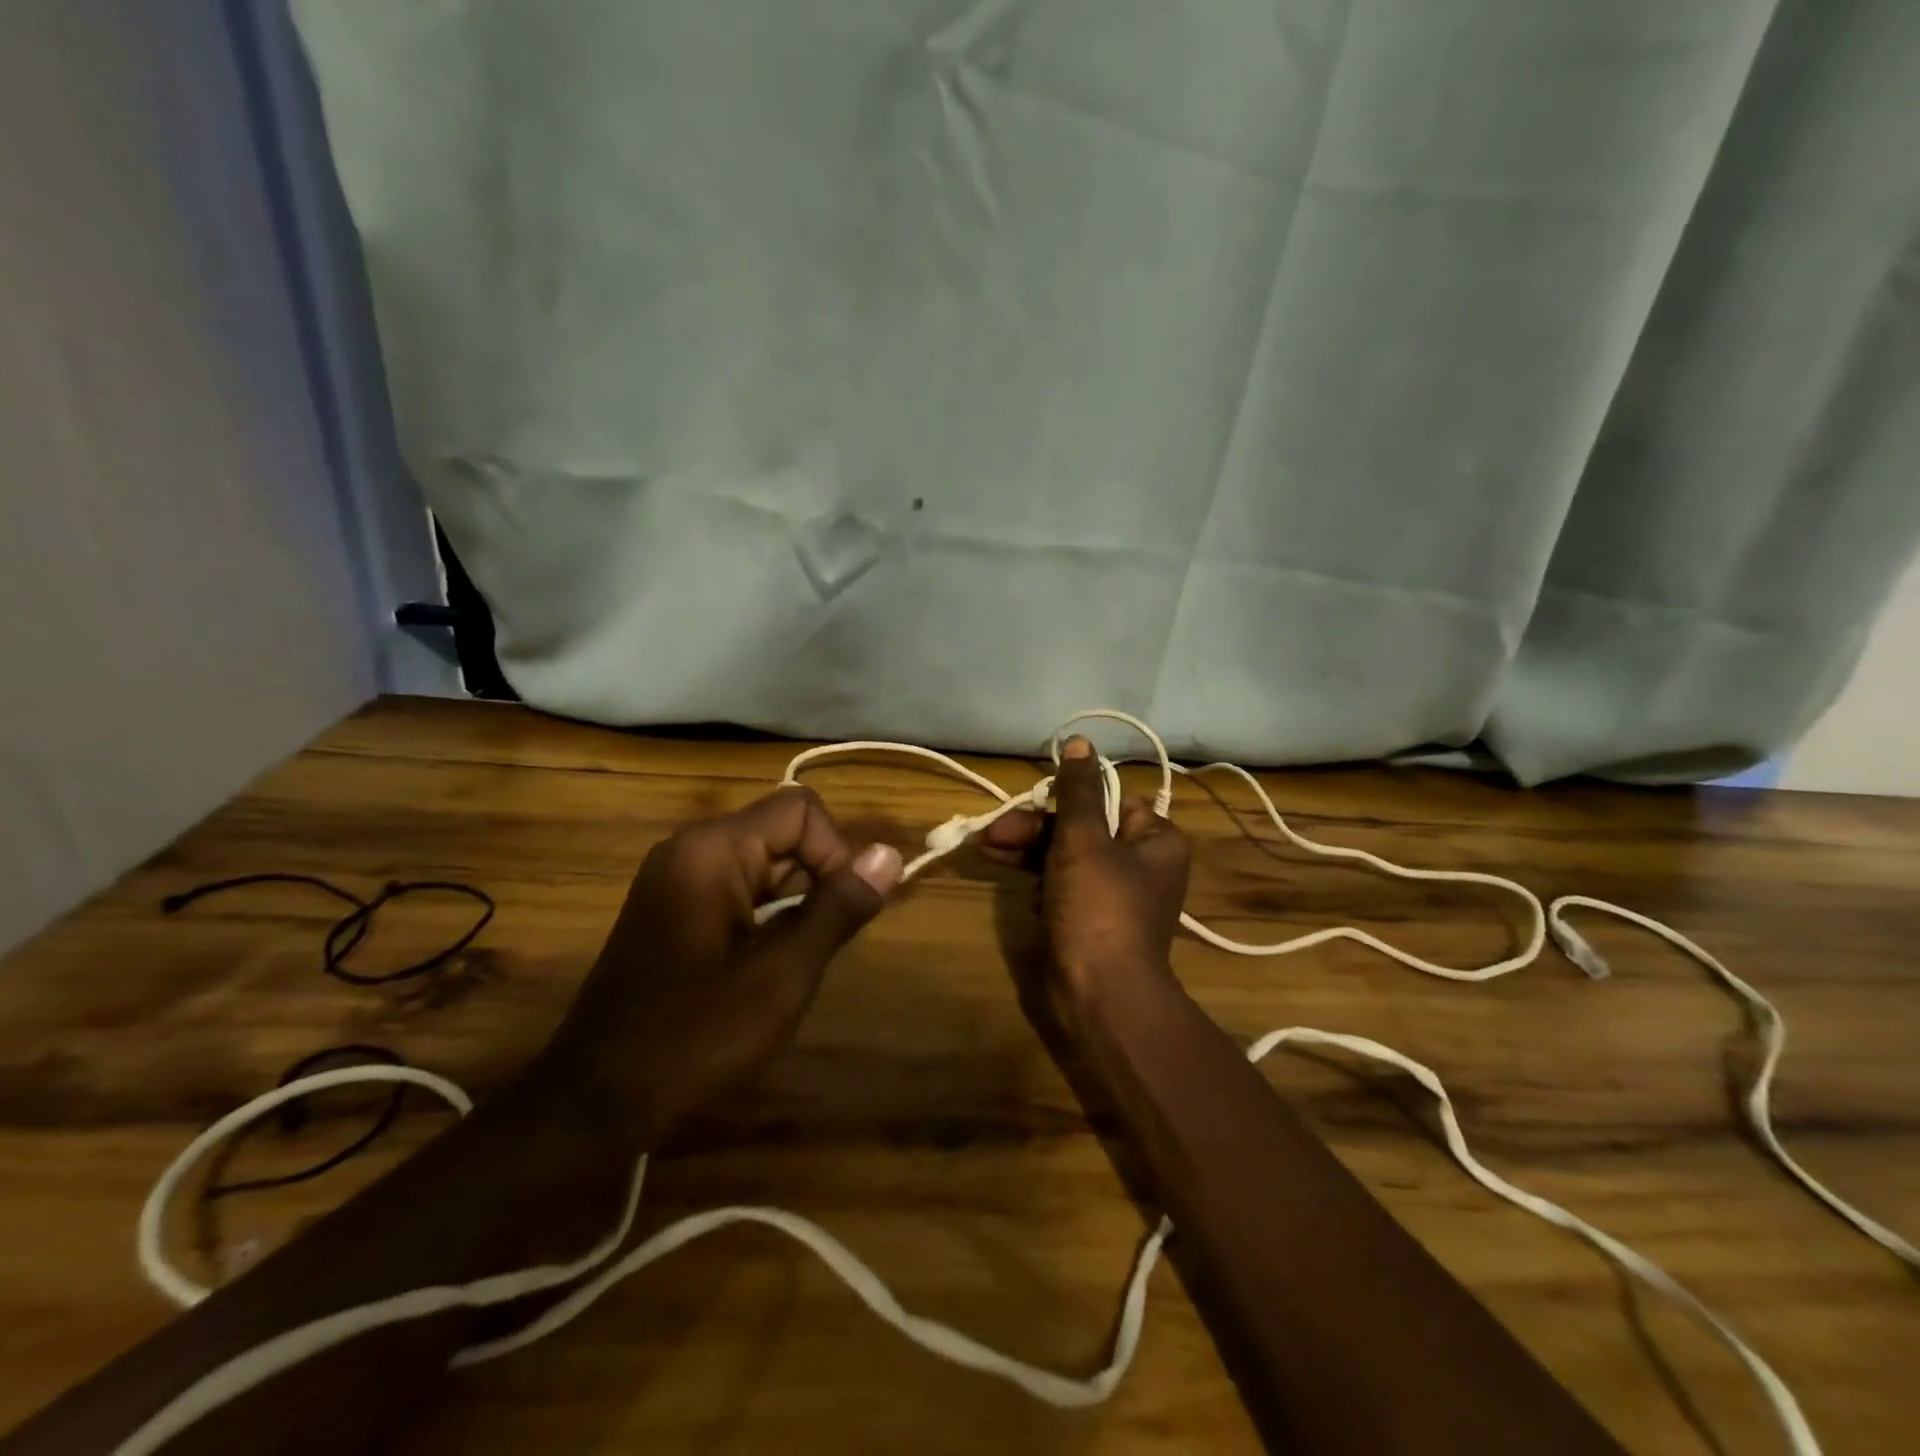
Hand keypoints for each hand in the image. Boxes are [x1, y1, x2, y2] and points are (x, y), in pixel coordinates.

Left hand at [540, 787, 903, 1141]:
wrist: (595, 1105)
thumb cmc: (694, 1038)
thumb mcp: (782, 975)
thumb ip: (838, 908)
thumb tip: (891, 854)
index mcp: (712, 850)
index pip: (801, 811)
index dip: (835, 853)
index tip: (837, 915)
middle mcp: (691, 848)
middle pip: (783, 832)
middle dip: (815, 881)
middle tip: (814, 949)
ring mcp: (677, 878)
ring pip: (765, 863)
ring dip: (793, 903)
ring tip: (788, 964)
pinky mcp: (673, 908)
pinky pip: (739, 888)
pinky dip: (766, 916)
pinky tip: (763, 967)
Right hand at [980, 736, 1189, 998]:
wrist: (1101, 995)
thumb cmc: (1099, 907)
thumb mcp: (1085, 839)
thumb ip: (1079, 790)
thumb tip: (1080, 741)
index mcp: (1155, 840)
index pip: (1109, 800)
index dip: (1068, 798)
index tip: (1032, 800)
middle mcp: (1140, 864)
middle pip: (1082, 828)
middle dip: (1035, 828)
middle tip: (994, 832)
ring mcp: (1114, 895)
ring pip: (1066, 856)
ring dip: (1027, 850)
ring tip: (986, 847)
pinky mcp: (1090, 920)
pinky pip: (1062, 886)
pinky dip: (1038, 880)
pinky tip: (1011, 877)